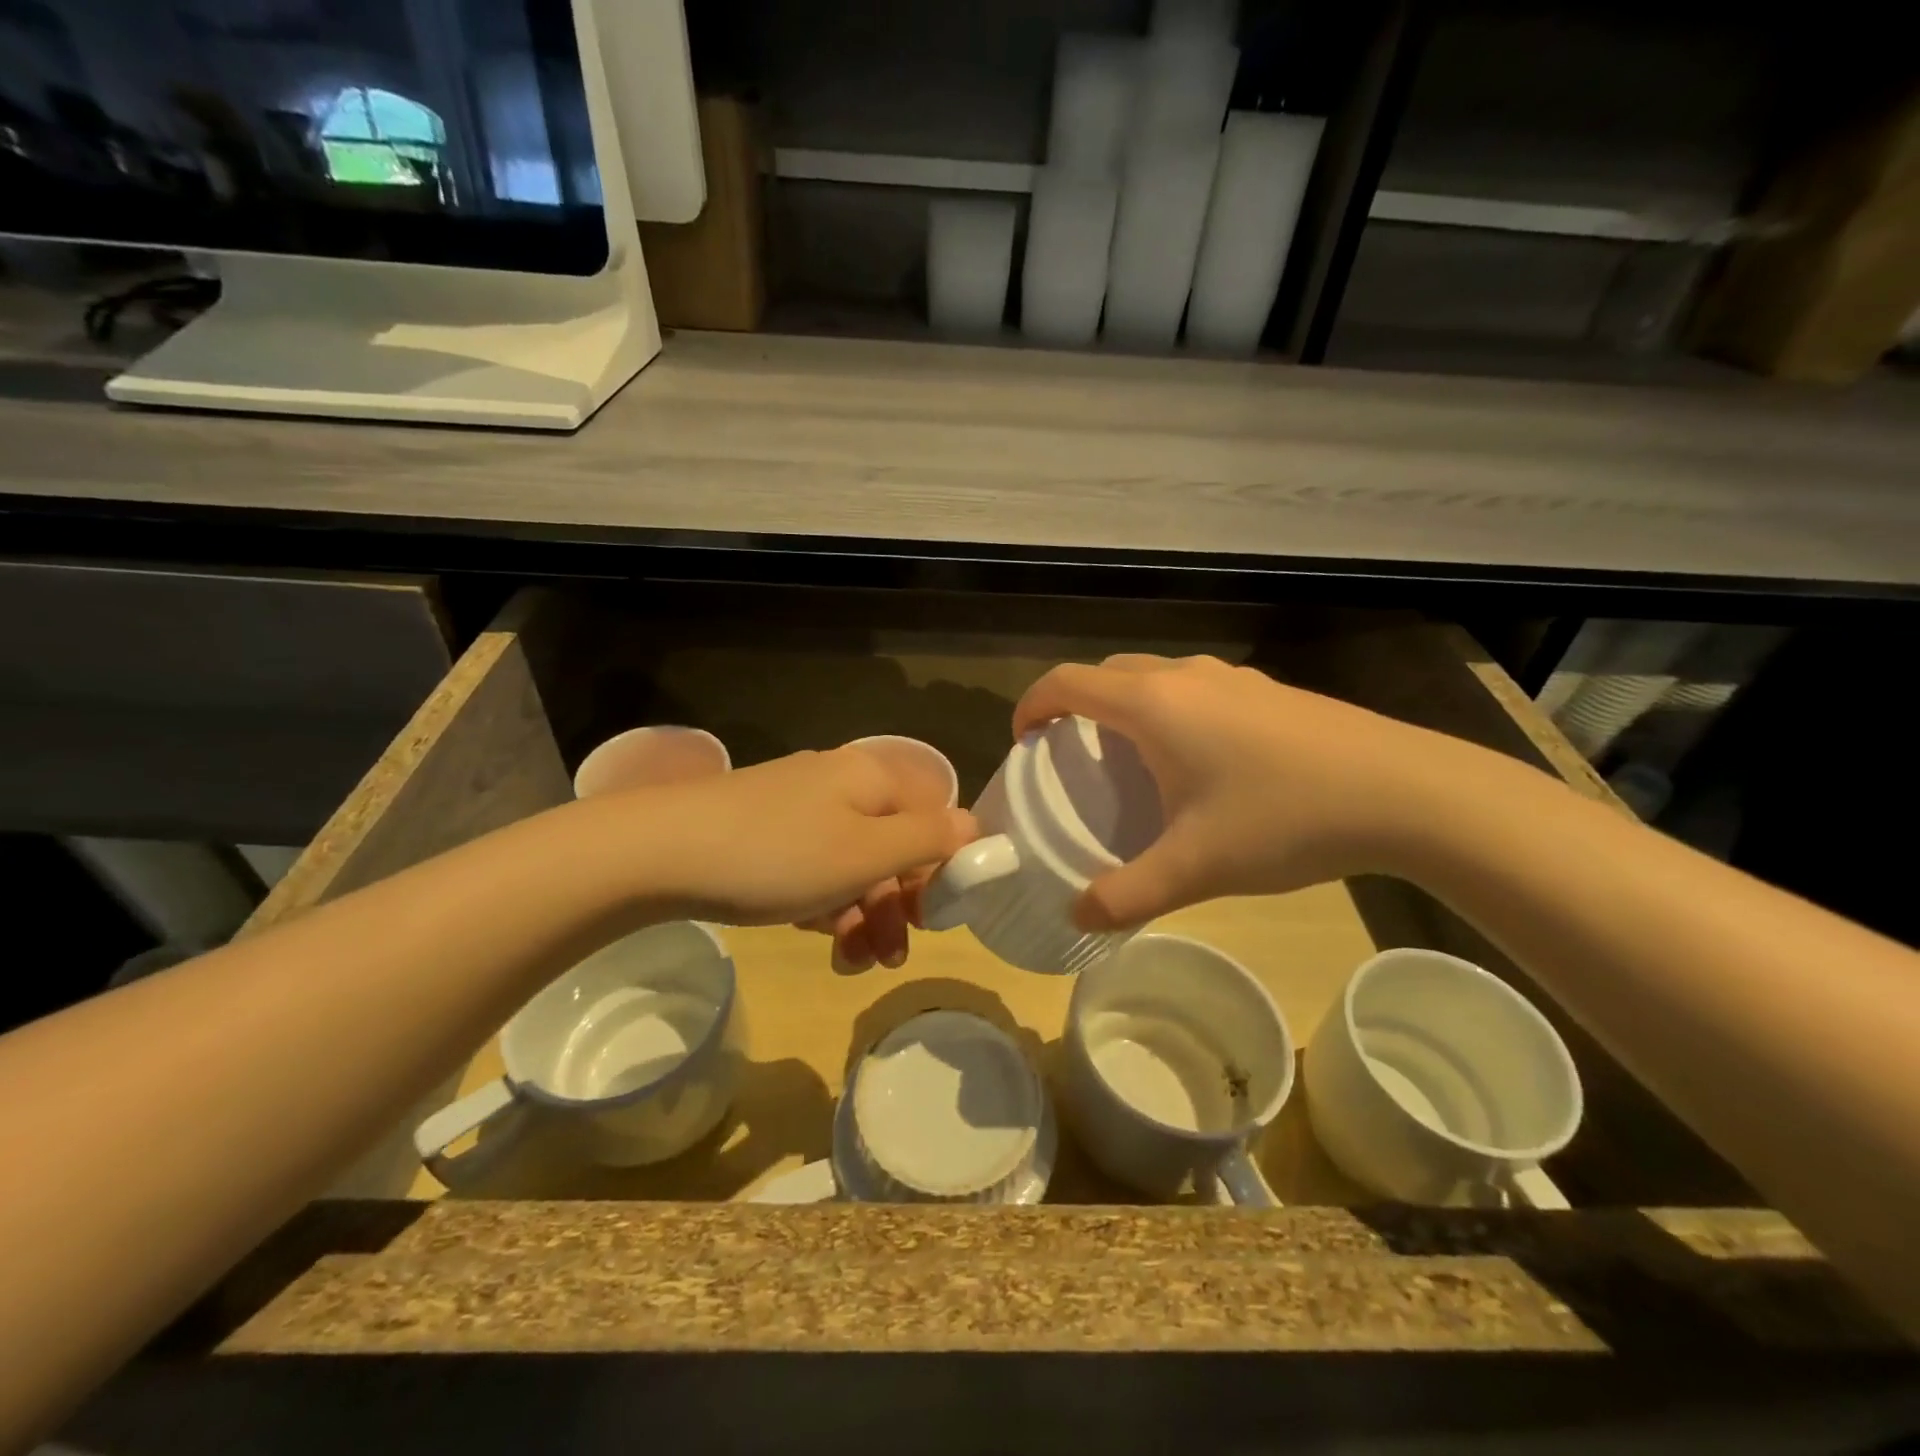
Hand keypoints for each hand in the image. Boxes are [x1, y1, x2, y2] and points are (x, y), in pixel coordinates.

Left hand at [604, 748, 975, 929]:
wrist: (658, 853)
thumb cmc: (779, 855)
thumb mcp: (867, 853)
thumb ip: (929, 839)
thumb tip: (976, 826)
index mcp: (871, 778)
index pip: (932, 816)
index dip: (941, 867)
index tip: (931, 918)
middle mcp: (839, 784)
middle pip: (891, 844)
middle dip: (896, 905)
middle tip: (890, 957)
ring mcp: (796, 806)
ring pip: (850, 862)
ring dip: (860, 913)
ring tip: (850, 962)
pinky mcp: (761, 831)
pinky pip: (812, 867)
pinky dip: (821, 902)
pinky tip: (811, 933)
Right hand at [1014, 655, 1467, 929]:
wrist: (1404, 791)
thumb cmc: (1283, 818)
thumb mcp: (1195, 867)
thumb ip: (1126, 895)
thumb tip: (1077, 915)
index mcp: (1152, 705)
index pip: (1066, 683)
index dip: (1032, 707)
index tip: (1023, 743)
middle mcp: (1184, 677)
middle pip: (1106, 674)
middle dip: (1075, 707)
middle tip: (1071, 758)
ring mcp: (1230, 678)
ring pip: (1153, 678)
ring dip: (1124, 708)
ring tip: (1130, 762)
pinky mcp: (1266, 691)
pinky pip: (1193, 689)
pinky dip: (1168, 712)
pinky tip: (1198, 764)